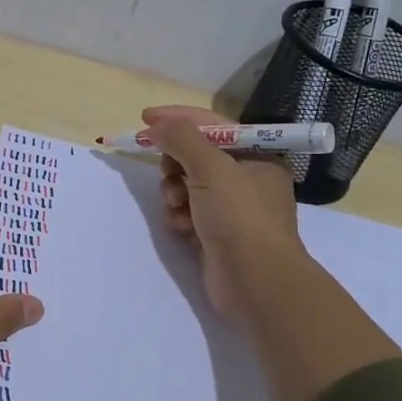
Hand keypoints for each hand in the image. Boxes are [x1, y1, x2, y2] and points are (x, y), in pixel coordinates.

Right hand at [145, 104, 399, 400]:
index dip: (178, 119)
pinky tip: (181, 226)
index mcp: (257, 157)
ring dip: (174, 192)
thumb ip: (182, 139)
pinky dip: (179, 215)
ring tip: (176, 206)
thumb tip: (157, 125)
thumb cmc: (240, 216)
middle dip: (175, 163)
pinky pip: (187, 212)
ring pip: (187, 185)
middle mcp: (247, 179)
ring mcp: (231, 209)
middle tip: (166, 172)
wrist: (255, 281)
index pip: (212, 125)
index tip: (144, 119)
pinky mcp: (215, 234)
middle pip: (196, 156)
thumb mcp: (212, 167)